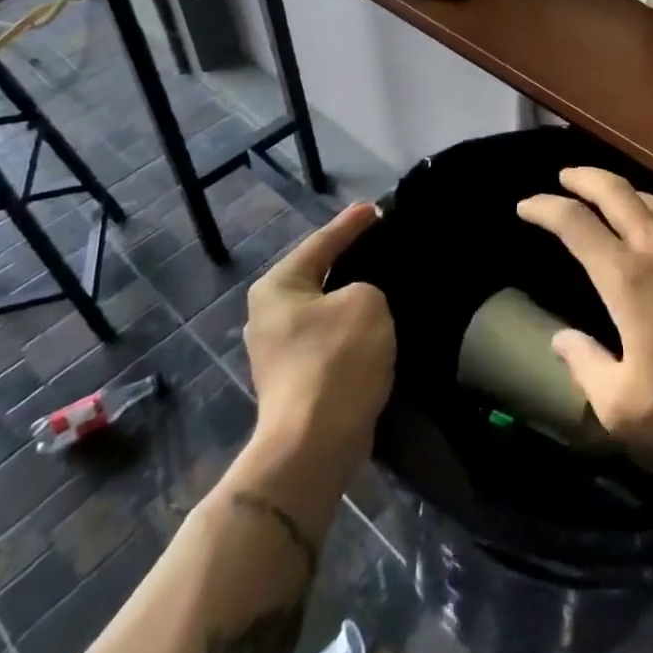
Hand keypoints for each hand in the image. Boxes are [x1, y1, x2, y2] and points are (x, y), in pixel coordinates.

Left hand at [242, 203, 393, 471]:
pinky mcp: (295, 380)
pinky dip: (350, 328)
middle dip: (348, 260)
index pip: (321, 242)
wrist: (314, 444)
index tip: (376, 209)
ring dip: (351, 299)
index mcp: (278, 287)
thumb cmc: (337, 360)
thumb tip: (358, 301)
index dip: (351, 224)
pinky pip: (328, 338)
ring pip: (324, 309)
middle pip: (317, 275)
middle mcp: (268, 314)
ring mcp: (278, 351)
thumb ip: (366, 287)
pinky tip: (375, 326)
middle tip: (381, 243)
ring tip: (384, 283)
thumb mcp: (366, 302)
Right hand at [517, 168, 652, 454]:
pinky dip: (647, 205)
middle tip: (563, 178)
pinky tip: (648, 220)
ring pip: (646, 197)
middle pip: (614, 191)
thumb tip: (561, 339)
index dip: (545, 208)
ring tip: (601, 193)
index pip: (575, 223)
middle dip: (583, 177)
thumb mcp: (622, 404)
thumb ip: (584, 366)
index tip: (525, 206)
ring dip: (617, 188)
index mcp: (626, 277)